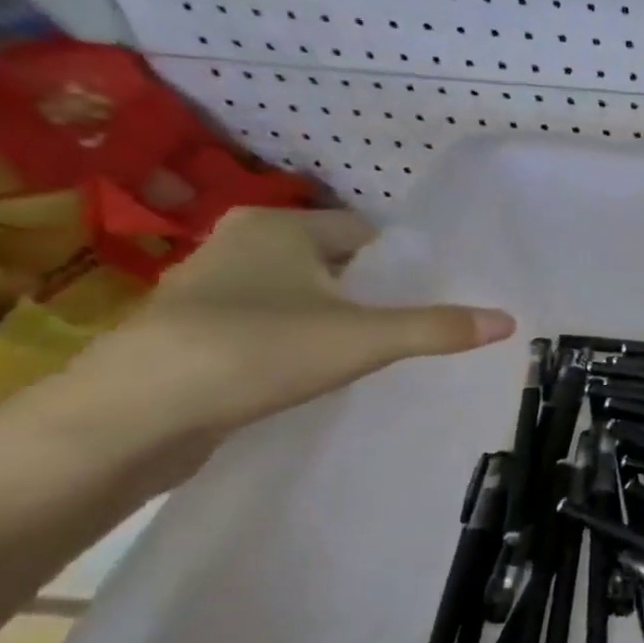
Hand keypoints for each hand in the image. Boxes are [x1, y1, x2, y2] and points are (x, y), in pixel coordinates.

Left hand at [64, 207, 513, 464]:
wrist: (134, 416)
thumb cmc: (258, 351)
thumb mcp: (364, 339)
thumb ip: (437, 328)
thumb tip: (509, 320)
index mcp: (278, 227)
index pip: (363, 231)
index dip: (402, 263)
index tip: (433, 295)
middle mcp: (239, 244)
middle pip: (332, 262)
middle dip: (370, 292)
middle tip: (412, 326)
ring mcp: (209, 288)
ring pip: (298, 294)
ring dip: (332, 317)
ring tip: (371, 352)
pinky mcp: (193, 332)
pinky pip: (268, 323)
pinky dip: (295, 340)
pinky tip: (313, 372)